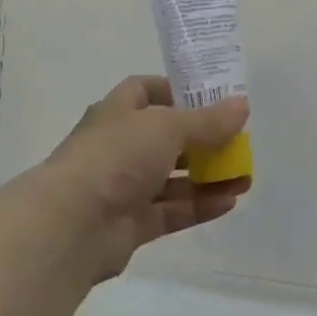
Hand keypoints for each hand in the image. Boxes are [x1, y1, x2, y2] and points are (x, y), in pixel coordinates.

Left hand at [40, 76, 250, 282]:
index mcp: (118, 113)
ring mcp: (124, 187)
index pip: (145, 91)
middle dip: (203, 141)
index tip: (211, 99)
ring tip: (244, 178)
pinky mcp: (131, 223)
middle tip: (237, 144)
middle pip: (166, 138)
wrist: (72, 223)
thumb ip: (207, 121)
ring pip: (172, 178)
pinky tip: (230, 202)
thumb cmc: (116, 157)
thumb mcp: (167, 127)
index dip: (177, 92)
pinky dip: (199, 205)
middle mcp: (119, 146)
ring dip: (207, 177)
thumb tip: (242, 106)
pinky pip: (171, 211)